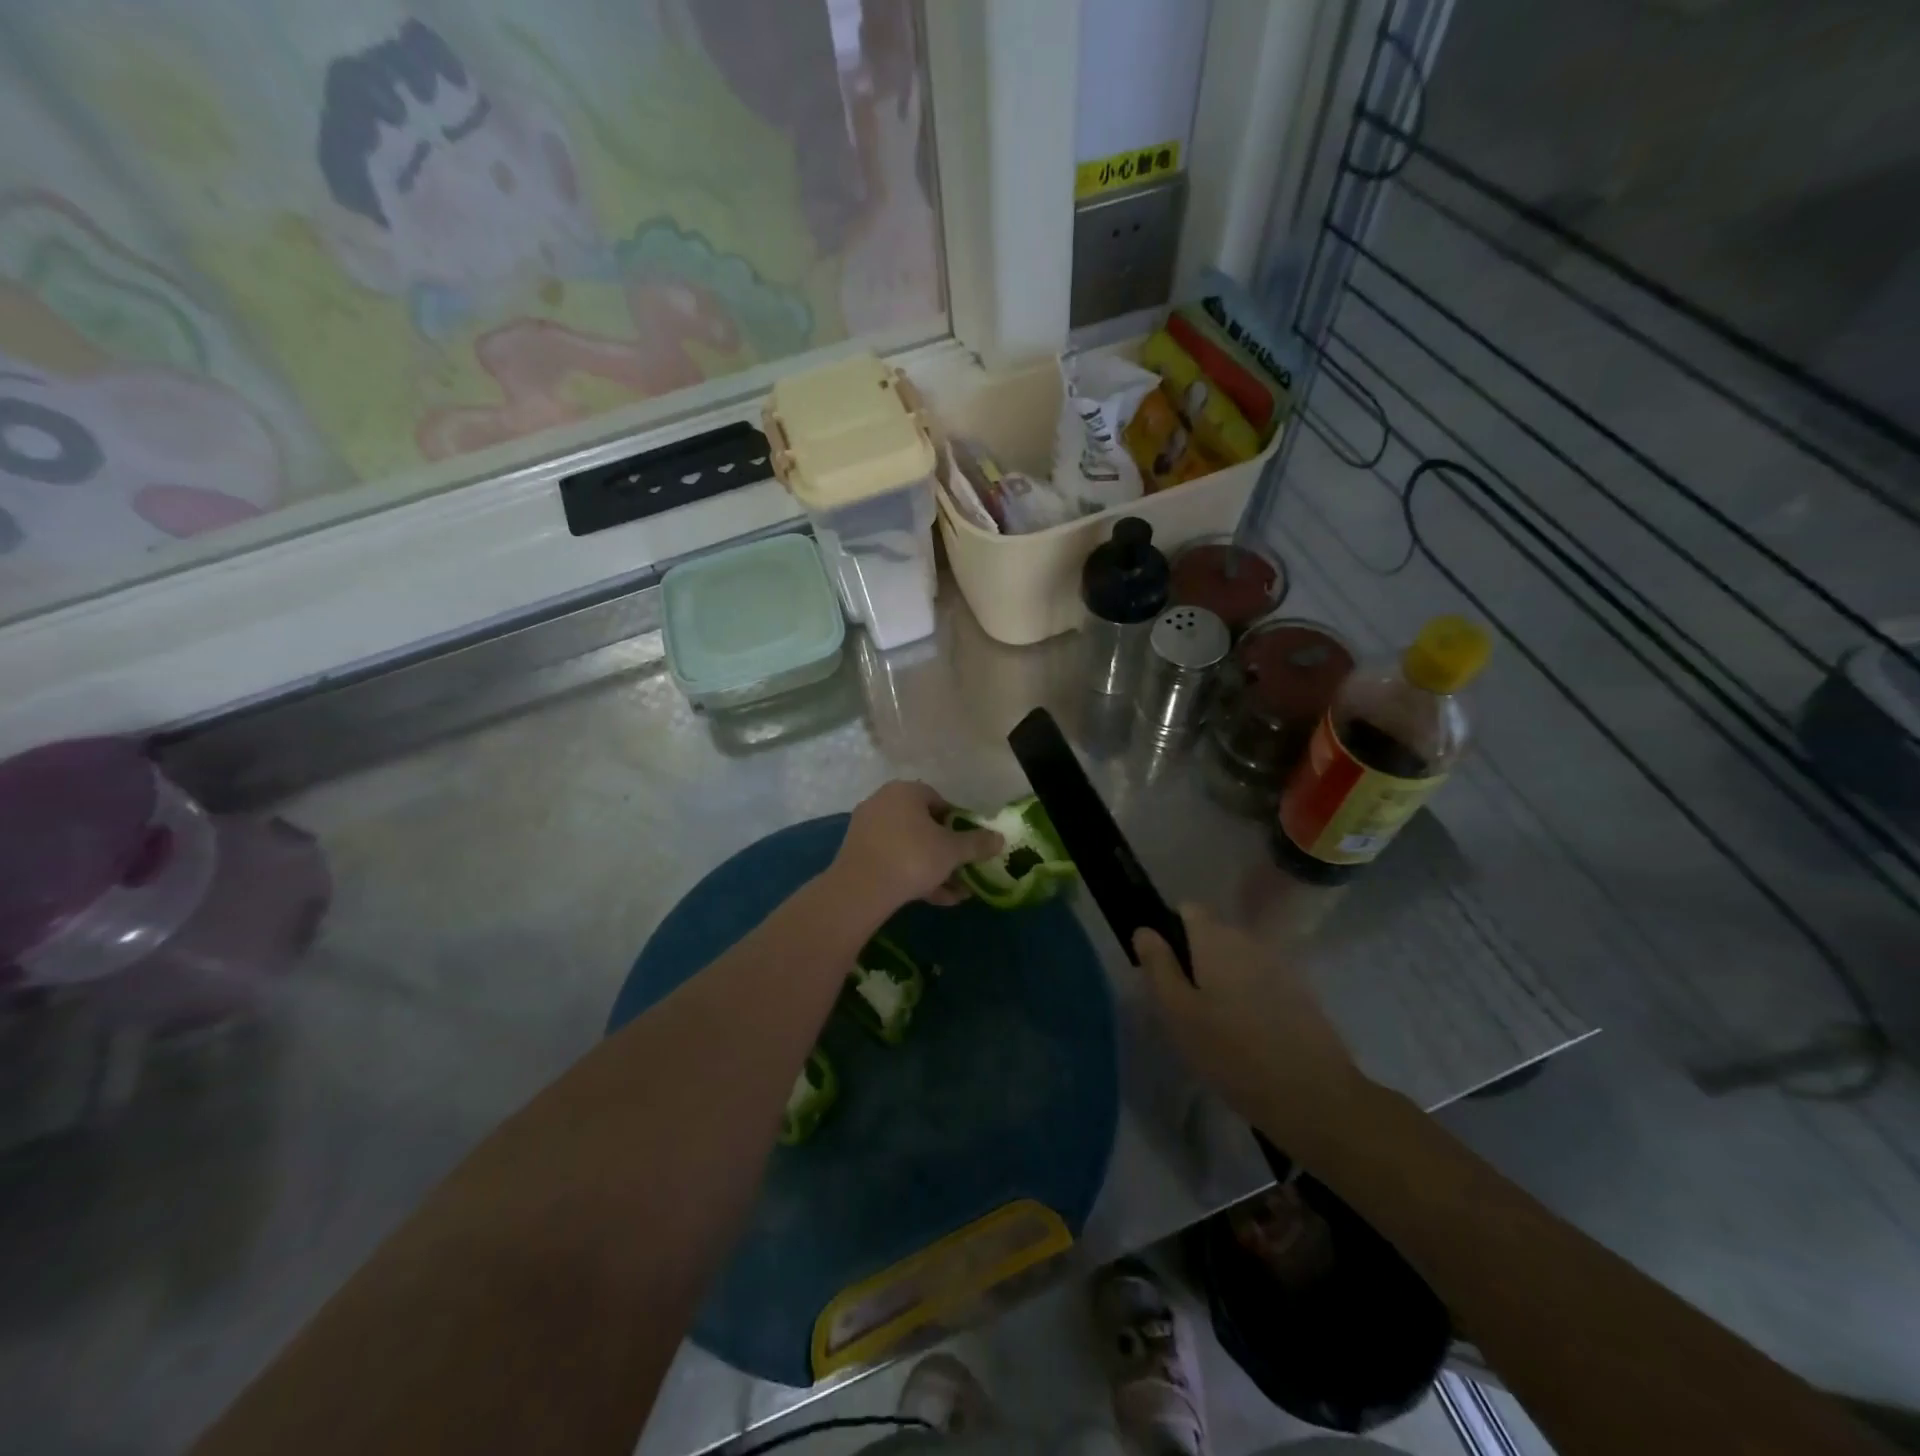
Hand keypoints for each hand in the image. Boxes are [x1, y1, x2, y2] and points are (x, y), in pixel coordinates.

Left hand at [828, 781, 1003, 919]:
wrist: (860, 889)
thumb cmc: (912, 858)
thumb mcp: (952, 851)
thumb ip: (977, 843)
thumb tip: (1000, 839)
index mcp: (905, 791)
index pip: (939, 800)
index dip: (957, 823)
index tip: (968, 844)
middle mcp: (883, 802)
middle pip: (923, 825)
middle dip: (946, 850)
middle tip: (963, 870)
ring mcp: (866, 828)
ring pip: (909, 846)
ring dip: (933, 867)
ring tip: (954, 893)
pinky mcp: (857, 853)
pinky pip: (892, 859)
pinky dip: (912, 874)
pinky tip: (934, 898)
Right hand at [1134, 905, 1366, 1133]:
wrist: (1314, 1097)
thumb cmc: (1232, 1053)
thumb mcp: (1178, 1012)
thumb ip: (1159, 966)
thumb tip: (1145, 930)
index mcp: (1216, 939)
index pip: (1188, 909)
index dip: (1171, 932)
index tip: (1164, 969)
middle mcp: (1248, 941)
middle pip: (1213, 934)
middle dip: (1196, 959)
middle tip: (1185, 1006)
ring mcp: (1279, 966)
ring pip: (1237, 960)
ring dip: (1223, 980)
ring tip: (1215, 1026)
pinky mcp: (1299, 993)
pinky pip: (1261, 982)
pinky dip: (1249, 998)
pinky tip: (1248, 1036)